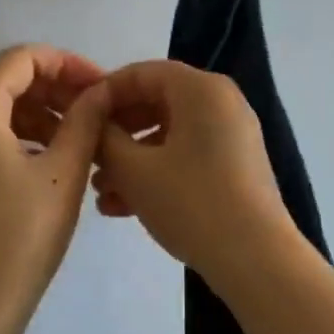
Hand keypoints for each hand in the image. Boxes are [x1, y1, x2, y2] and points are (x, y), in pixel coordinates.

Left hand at [0, 45, 110, 326]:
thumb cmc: (23, 234)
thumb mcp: (65, 171)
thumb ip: (85, 120)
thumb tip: (100, 91)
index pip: (21, 58)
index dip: (66, 63)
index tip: (101, 86)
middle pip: (9, 79)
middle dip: (56, 86)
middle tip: (98, 109)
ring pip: (2, 107)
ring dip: (44, 111)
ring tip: (85, 135)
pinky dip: (26, 133)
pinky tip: (58, 157)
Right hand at [94, 60, 296, 281]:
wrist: (257, 260)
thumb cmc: (191, 202)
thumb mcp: (134, 170)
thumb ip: (104, 139)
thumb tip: (92, 122)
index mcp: (200, 88)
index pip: (141, 73)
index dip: (104, 93)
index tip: (76, 118)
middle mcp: (220, 102)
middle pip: (155, 102)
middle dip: (117, 132)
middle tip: (88, 157)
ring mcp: (232, 135)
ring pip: (169, 134)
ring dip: (132, 159)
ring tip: (101, 192)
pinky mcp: (236, 166)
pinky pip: (187, 155)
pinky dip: (157, 172)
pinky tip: (124, 207)